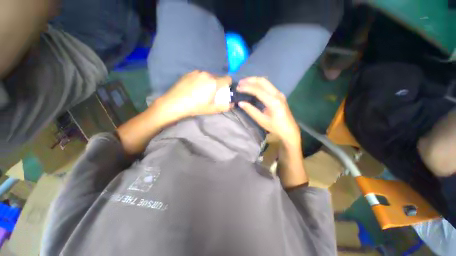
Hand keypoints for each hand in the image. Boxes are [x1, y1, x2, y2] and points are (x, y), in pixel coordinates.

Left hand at [156, 71, 232, 122]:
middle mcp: (206, 74)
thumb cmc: (195, 107)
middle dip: (218, 84)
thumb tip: (233, 104)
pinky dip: (200, 80)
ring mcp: (196, 72)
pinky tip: (193, 88)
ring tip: (201, 91)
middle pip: (217, 77)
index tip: (224, 91)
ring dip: (209, 82)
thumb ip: (225, 107)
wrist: (174, 103)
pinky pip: (199, 75)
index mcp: (214, 82)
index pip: (228, 78)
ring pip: (208, 76)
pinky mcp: (189, 73)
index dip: (228, 84)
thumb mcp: (212, 109)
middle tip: (212, 93)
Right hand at [237, 77, 300, 147]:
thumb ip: (251, 110)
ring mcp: (279, 93)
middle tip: (240, 83)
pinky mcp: (279, 95)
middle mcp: (277, 94)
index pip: (258, 90)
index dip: (247, 88)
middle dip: (250, 80)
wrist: (289, 130)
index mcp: (273, 101)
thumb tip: (240, 103)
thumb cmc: (275, 127)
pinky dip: (259, 85)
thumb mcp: (261, 120)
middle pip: (263, 81)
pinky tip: (253, 87)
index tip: (238, 88)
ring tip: (244, 83)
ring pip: (266, 82)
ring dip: (254, 81)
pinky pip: (268, 86)